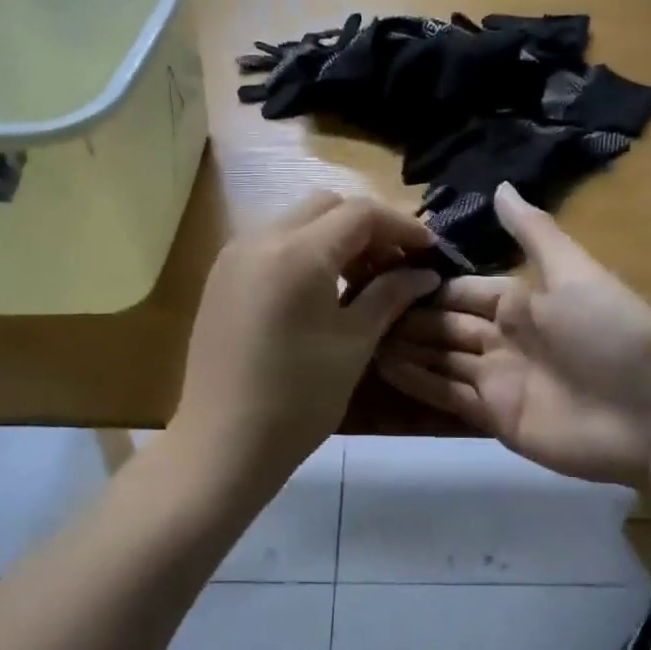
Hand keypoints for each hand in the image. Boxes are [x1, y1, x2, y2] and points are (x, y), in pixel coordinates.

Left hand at [174, 192, 441, 488]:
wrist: (224, 442)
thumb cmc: (299, 397)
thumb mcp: (354, 343)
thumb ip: (391, 295)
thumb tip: (424, 273)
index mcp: (298, 252)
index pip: (360, 213)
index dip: (402, 226)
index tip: (429, 250)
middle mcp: (260, 239)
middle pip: (325, 206)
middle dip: (367, 226)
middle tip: (394, 264)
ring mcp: (234, 256)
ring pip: (296, 221)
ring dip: (334, 237)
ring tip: (361, 279)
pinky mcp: (221, 278)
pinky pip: (271, 244)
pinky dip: (304, 251)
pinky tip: (321, 289)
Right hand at [376, 184, 650, 490]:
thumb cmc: (612, 334)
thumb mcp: (574, 273)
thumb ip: (534, 232)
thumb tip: (501, 186)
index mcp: (522, 303)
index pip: (462, 292)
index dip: (426, 289)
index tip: (382, 280)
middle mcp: (505, 339)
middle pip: (446, 326)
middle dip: (408, 320)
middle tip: (358, 313)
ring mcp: (499, 380)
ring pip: (442, 360)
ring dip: (406, 350)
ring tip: (360, 340)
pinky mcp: (496, 419)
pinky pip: (449, 397)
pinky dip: (419, 383)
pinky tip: (384, 369)